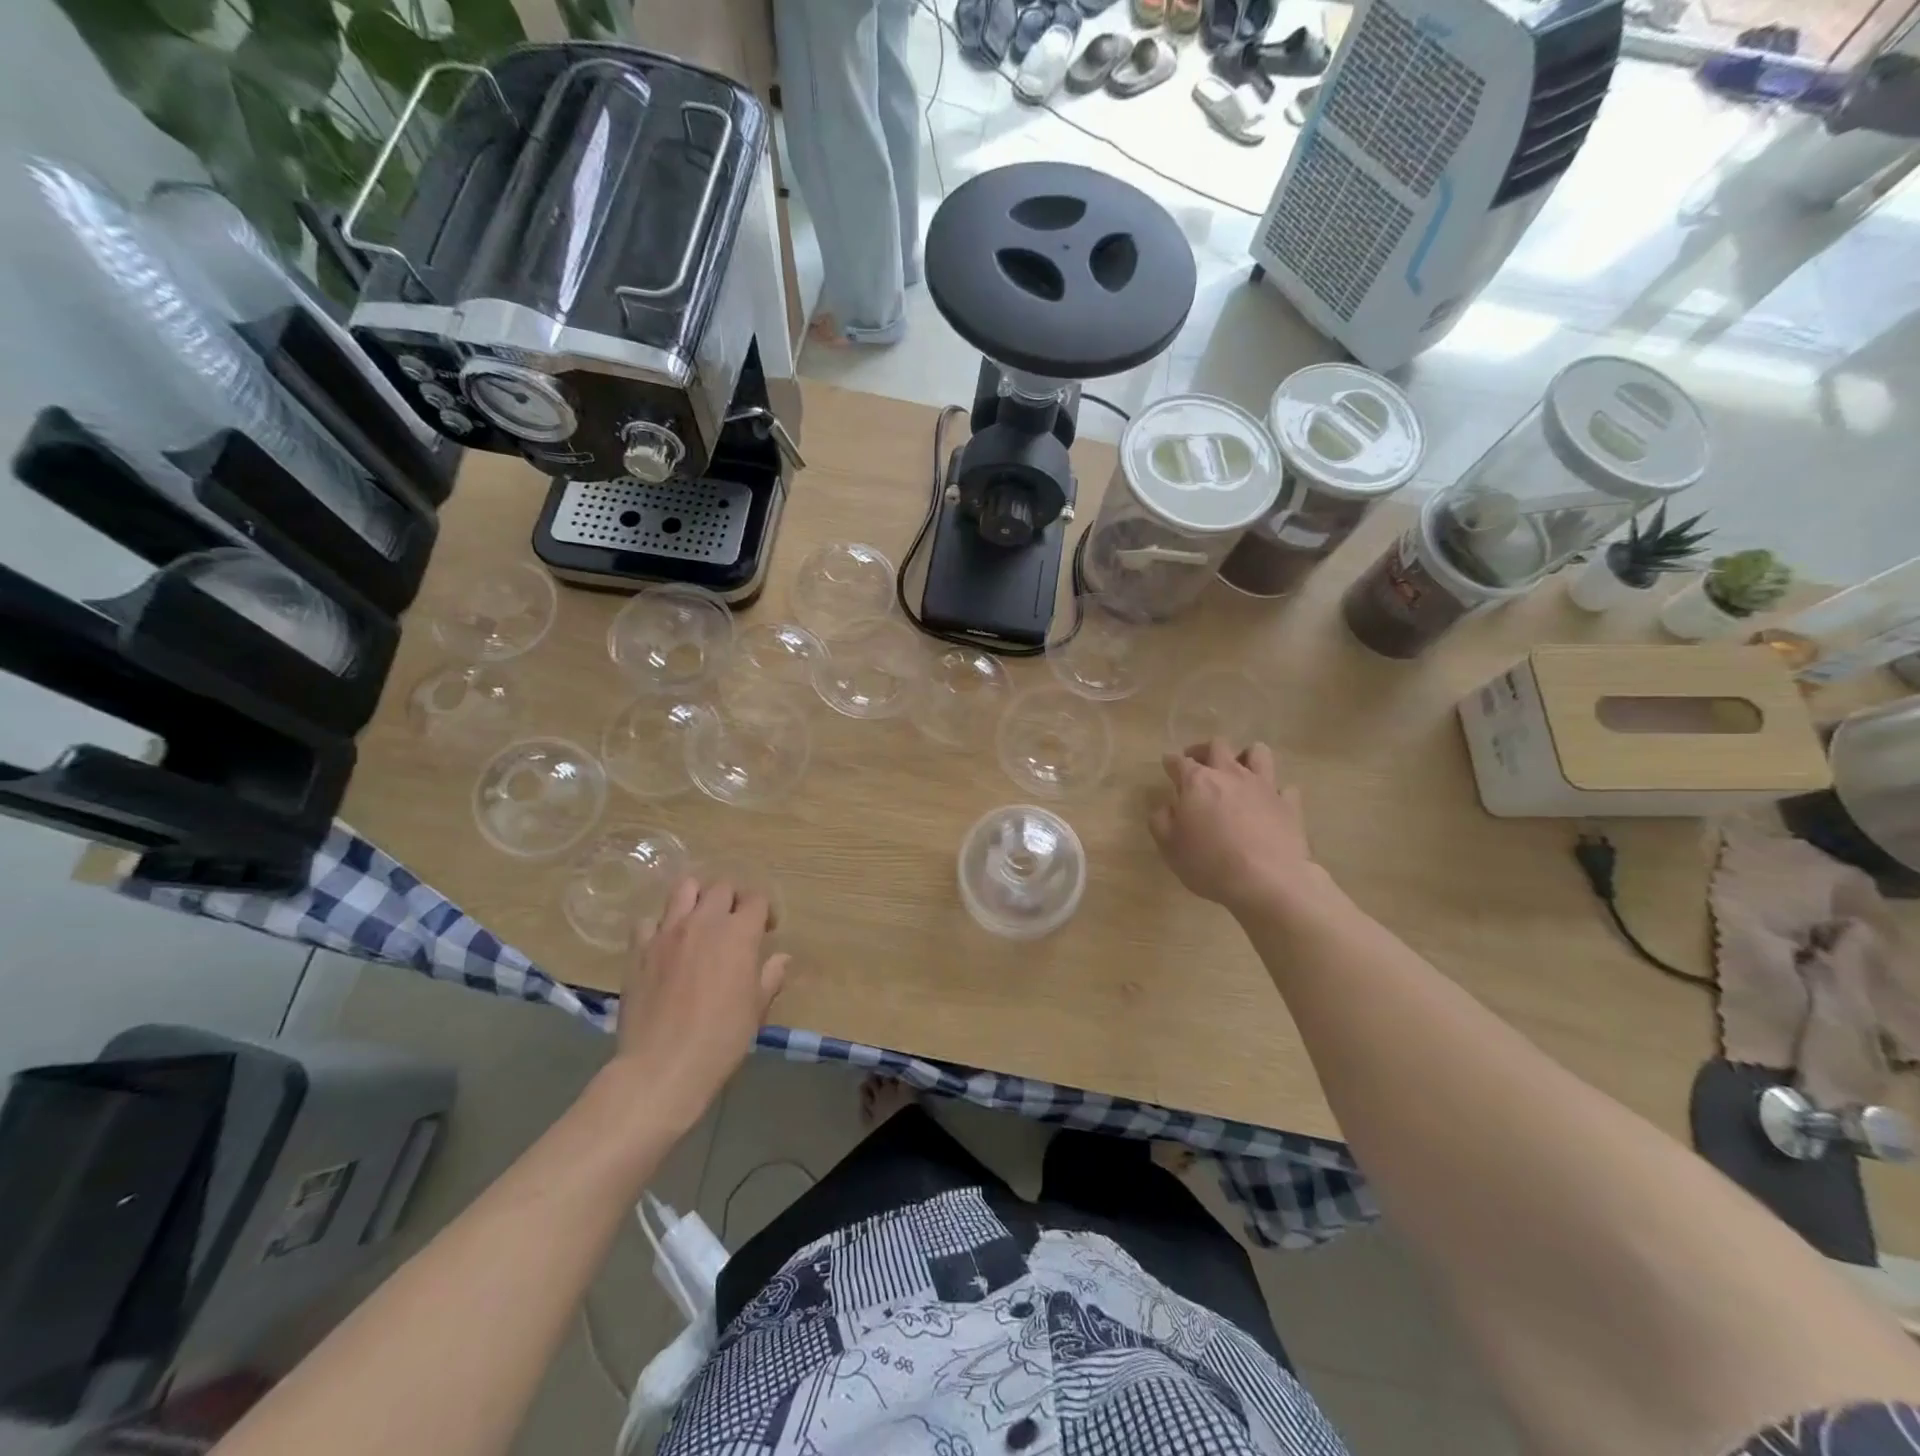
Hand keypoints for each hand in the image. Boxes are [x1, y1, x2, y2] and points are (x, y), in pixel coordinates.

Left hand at [613, 878, 788, 1130]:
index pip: (756, 899)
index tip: (766, 931)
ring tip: (699, 920)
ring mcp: (667, 932)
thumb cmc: (721, 1038)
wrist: (663, 1065)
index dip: (764, 911)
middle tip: (734, 924)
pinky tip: (664, 946)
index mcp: (739, 933)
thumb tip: (781, 959)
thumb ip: (769, 977)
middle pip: (721, 887)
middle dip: (733, 899)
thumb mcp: (756, 1009)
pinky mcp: (638, 949)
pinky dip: (659, 926)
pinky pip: (648, 921)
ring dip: (696, 897)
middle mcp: (704, 922)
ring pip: (683, 888)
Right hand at [1149, 739, 1324, 918]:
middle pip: (1218, 745)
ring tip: (1238, 772)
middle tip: (1198, 764)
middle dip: (1204, 750)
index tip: (1167, 765)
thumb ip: (1161, 821)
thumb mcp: (1169, 847)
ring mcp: (1264, 786)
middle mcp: (1231, 775)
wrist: (1268, 882)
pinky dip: (1275, 793)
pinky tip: (1269, 804)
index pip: (1179, 762)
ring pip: (1258, 752)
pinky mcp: (1289, 804)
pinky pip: (1284, 788)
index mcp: (1198, 782)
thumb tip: (1166, 808)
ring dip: (1246, 757)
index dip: (1171, 762)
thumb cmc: (1210, 864)